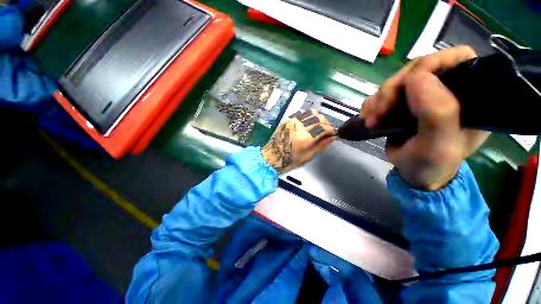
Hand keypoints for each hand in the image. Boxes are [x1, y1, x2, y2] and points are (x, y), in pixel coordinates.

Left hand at [262, 109, 334, 173]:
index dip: (331, 130)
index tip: (332, 134)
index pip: (324, 127)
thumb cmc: (290, 160)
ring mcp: (292, 121)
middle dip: (326, 123)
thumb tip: (331, 138)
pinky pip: (302, 114)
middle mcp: (299, 126)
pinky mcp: (287, 120)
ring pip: (311, 112)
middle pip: (319, 117)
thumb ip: (321, 145)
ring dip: (318, 118)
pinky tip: (308, 124)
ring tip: (318, 125)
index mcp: (305, 137)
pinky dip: (308, 117)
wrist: (272, 156)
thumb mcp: (308, 156)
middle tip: (326, 130)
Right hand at [360, 46, 488, 189]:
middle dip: (393, 89)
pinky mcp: (403, 102)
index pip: (457, 58)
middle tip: (379, 113)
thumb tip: (417, 78)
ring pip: (396, 80)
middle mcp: (447, 88)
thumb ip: (437, 114)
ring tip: (371, 121)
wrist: (413, 173)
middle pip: (417, 68)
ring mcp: (423, 94)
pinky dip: (372, 104)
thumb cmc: (432, 164)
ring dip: (379, 100)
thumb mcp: (438, 147)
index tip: (406, 88)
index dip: (429, 65)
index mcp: (470, 95)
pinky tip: (369, 118)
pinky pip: (382, 93)